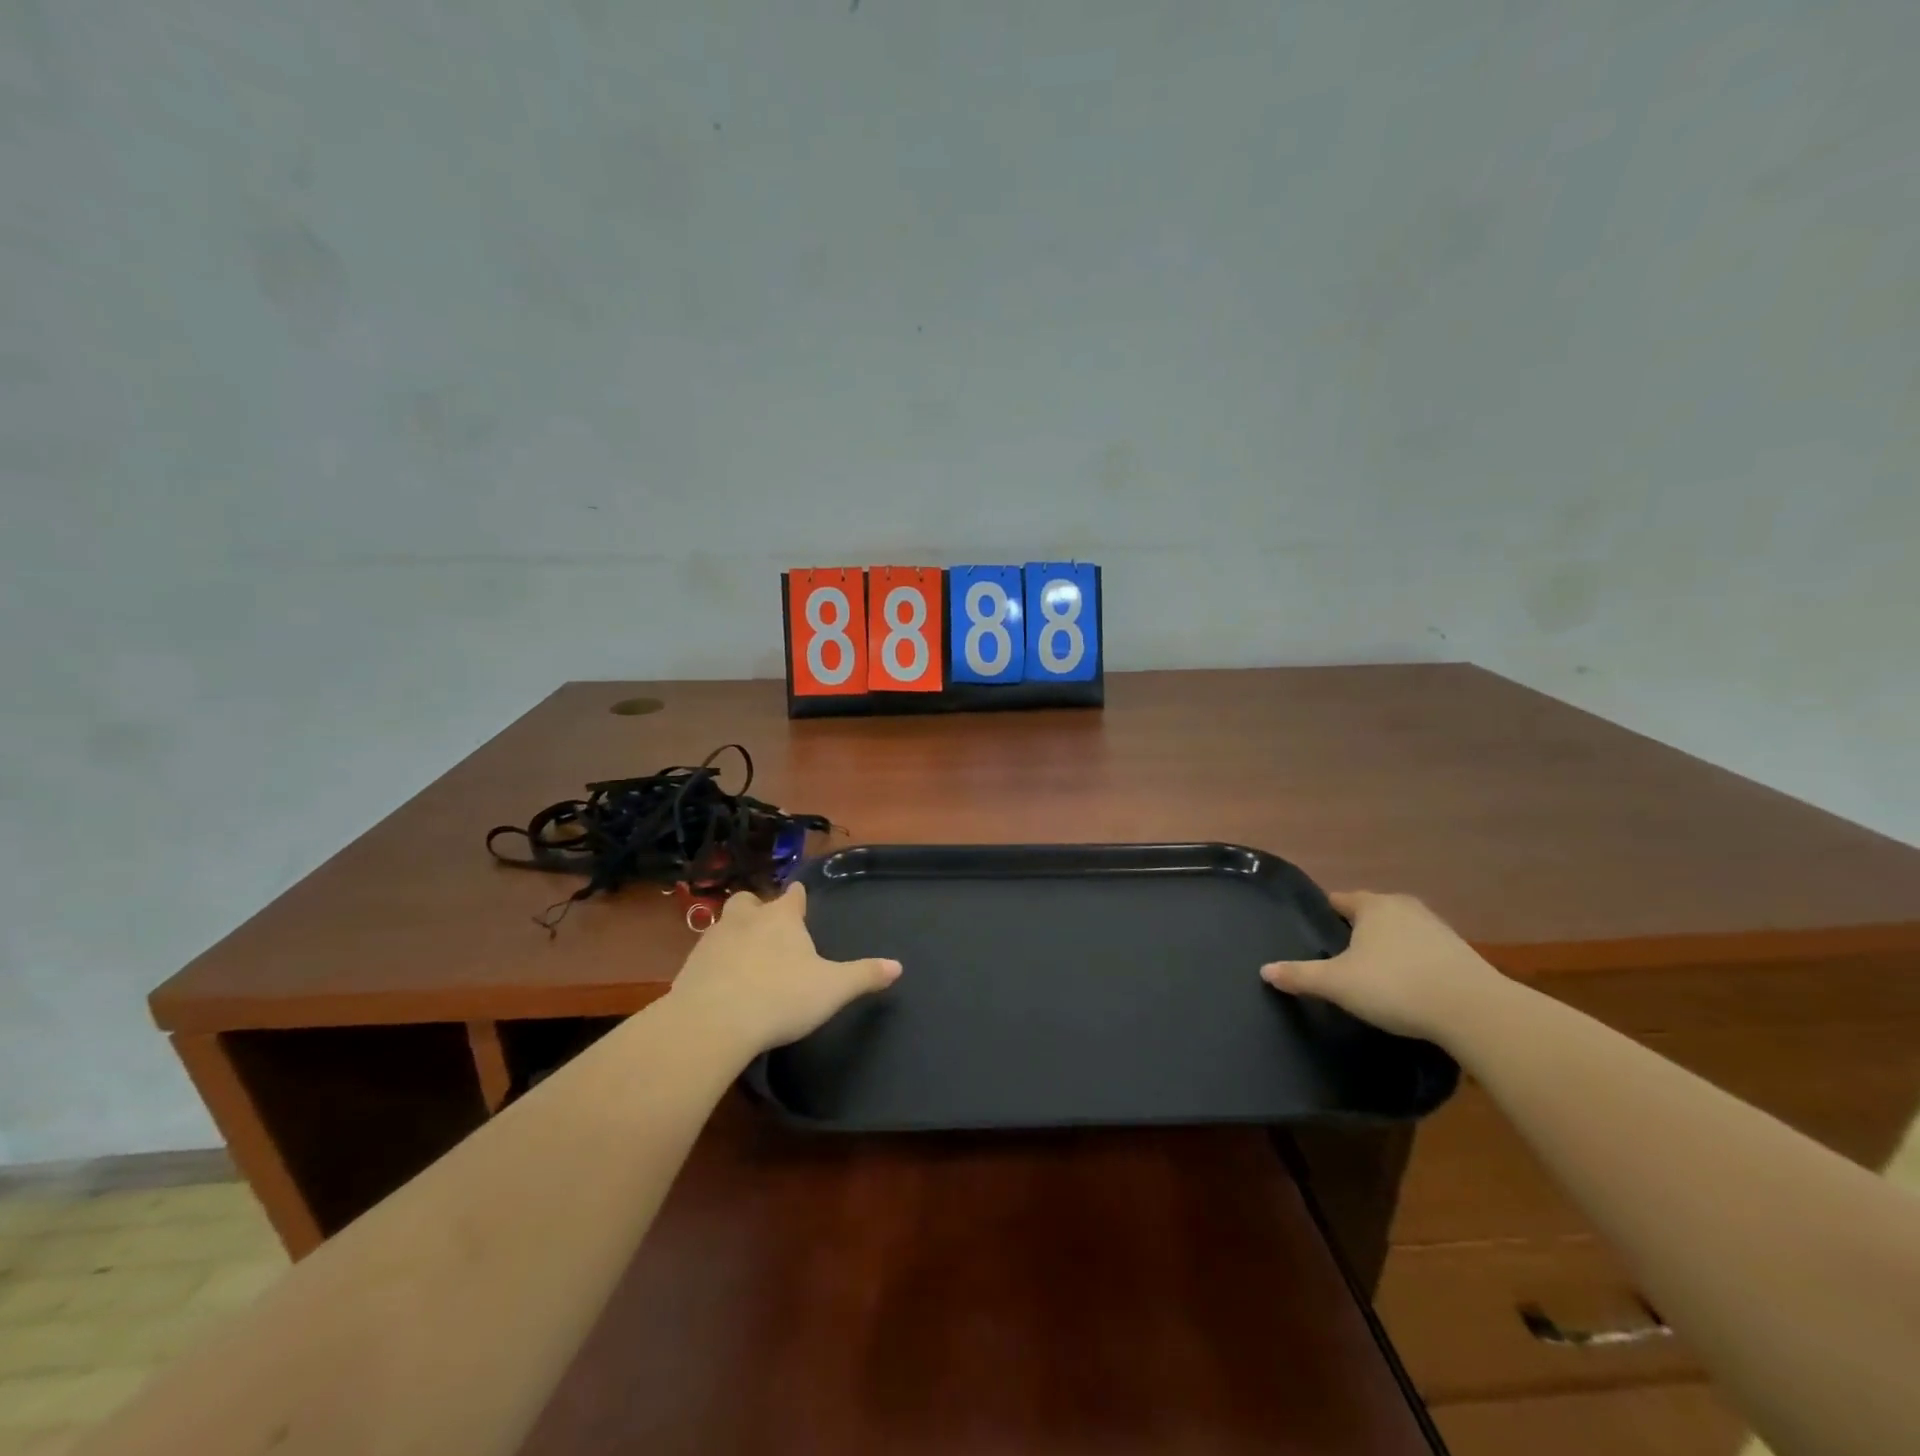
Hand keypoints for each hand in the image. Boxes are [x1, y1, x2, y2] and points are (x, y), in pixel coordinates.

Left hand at [667, 883, 901, 1055]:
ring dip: (734, 934)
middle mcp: (746, 919)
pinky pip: (705, 956)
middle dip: (757, 908)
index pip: (793, 896)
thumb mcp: (833, 989)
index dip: (798, 898)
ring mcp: (713, 940)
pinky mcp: (689, 967)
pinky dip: (715, 963)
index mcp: (782, 918)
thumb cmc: (781, 997)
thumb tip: (898, 966)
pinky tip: (722, 983)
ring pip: (724, 924)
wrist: (713, 1023)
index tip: (799, 898)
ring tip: (745, 955)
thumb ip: (864, 975)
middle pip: (750, 901)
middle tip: (767, 926)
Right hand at [1260, 890, 1506, 1043]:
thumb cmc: (1395, 986)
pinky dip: (1412, 963)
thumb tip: (1264, 970)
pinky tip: (1407, 987)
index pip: (1338, 900)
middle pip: (1370, 913)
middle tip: (1340, 957)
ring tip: (1373, 974)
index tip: (1313, 934)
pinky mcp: (1461, 954)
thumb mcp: (1337, 984)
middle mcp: (1404, 907)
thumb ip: (1300, 975)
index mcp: (1372, 905)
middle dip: (1355, 930)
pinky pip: (1424, 951)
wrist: (1474, 1011)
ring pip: (1399, 931)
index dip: (1324, 916)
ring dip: (1387, 947)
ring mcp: (1437, 928)